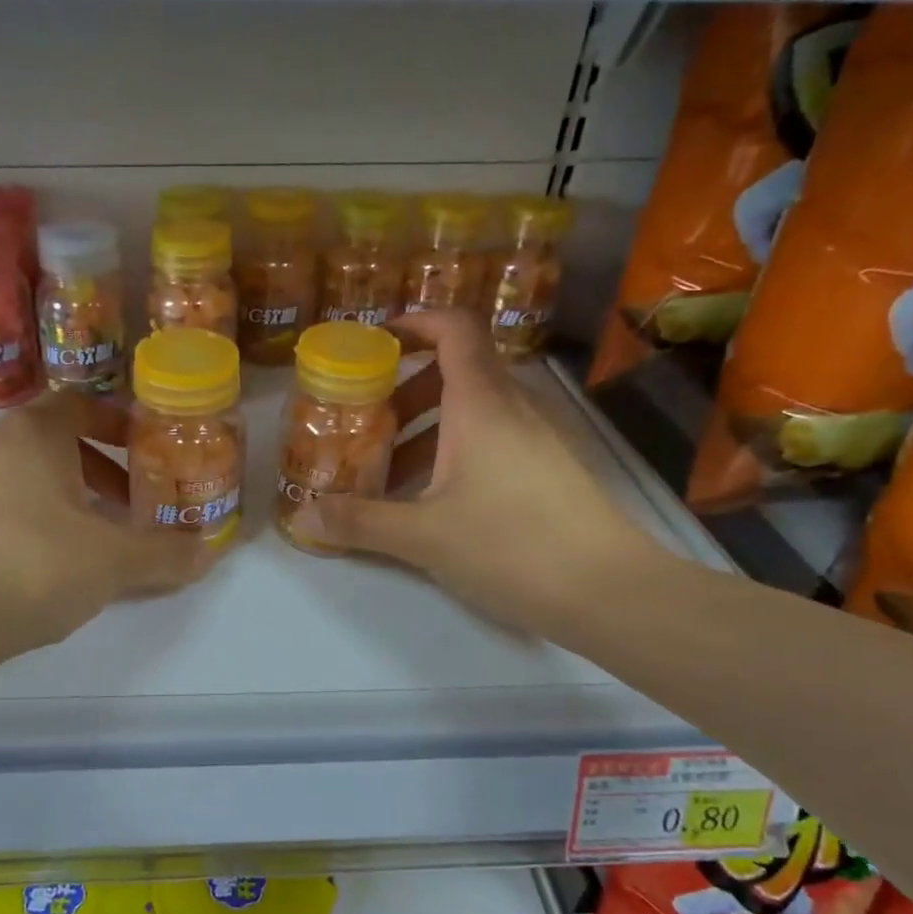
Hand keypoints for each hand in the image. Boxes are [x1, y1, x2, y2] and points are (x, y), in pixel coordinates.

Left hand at [0, 392, 214, 649]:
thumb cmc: (34, 565)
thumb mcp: (114, 561)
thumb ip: (165, 554)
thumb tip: (208, 553)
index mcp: (33, 434)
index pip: (81, 404)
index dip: (118, 424)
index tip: (145, 453)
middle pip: (55, 441)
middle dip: (99, 470)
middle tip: (129, 504)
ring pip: (25, 475)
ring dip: (65, 497)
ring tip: (92, 538)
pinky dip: (30, 519)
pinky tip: (45, 563)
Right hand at [292, 311, 667, 632]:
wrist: (609, 592)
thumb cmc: (511, 546)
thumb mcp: (423, 536)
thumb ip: (360, 522)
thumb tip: (303, 517)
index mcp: (481, 403)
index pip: (454, 328)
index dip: (415, 321)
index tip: (375, 340)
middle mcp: (512, 408)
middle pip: (456, 371)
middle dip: (405, 389)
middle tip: (366, 421)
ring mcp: (536, 438)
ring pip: (473, 411)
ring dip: (426, 428)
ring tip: (388, 471)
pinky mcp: (547, 470)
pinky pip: (492, 440)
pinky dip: (454, 452)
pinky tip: (432, 500)